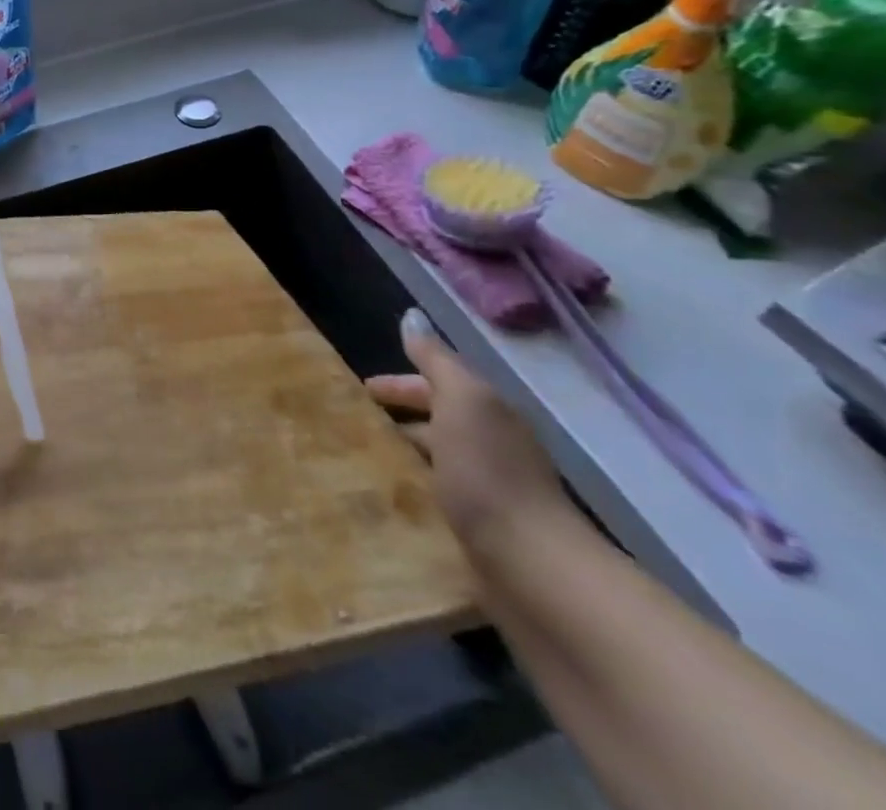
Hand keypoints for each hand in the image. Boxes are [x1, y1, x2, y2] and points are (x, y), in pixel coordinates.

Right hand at [366, 310, 569, 556]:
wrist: (533, 568)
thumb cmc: (490, 473)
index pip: (437, 384)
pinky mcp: (479, 533)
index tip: (358, 388)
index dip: (399, 382)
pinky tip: (386, 497)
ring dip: (402, 455)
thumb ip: (436, 360)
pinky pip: (435, 498)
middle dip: (399, 417)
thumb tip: (411, 316)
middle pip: (437, 421)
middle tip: (352, 422)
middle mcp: (491, 447)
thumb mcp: (462, 402)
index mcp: (488, 413)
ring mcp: (487, 492)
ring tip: (360, 459)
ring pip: (435, 460)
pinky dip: (411, 490)